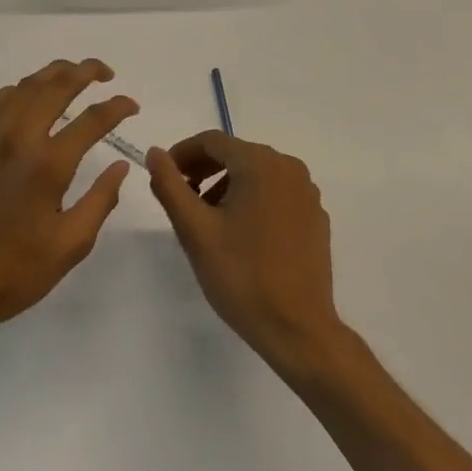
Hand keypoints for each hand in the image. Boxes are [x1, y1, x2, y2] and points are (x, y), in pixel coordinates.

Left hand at [0, 58, 136, 346]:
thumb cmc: (14, 272)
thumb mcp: (71, 245)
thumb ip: (101, 200)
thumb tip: (121, 166)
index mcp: (48, 165)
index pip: (93, 119)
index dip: (118, 107)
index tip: (133, 106)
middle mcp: (18, 139)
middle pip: (57, 86)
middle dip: (86, 71)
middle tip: (106, 73)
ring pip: (25, 86)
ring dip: (53, 73)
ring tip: (73, 74)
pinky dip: (17, 89)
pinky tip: (27, 96)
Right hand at [148, 131, 349, 379]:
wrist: (298, 329)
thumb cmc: (241, 276)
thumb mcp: (195, 230)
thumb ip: (170, 185)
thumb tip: (155, 153)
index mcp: (261, 163)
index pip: (212, 141)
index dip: (182, 154)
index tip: (164, 177)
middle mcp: (289, 167)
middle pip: (236, 154)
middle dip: (204, 170)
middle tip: (181, 197)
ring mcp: (307, 192)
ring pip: (257, 173)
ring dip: (227, 185)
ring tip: (207, 218)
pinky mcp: (315, 217)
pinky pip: (276, 193)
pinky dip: (253, 200)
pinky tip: (241, 233)